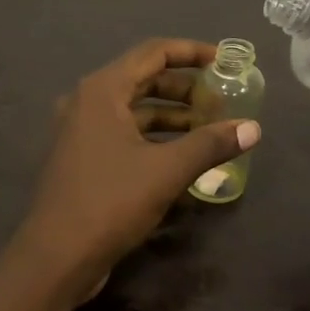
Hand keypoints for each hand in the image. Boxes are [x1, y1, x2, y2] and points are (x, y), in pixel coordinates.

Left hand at [6, 39, 260, 300]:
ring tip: (209, 129)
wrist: (56, 258)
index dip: (192, 52)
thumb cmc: (110, 202)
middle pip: (144, 79)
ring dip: (172, 115)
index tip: (225, 62)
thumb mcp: (167, 170)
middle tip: (221, 101)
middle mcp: (88, 102)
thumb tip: (253, 128)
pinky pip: (125, 133)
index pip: (154, 52)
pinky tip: (183, 156)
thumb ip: (211, 144)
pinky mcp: (83, 158)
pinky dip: (155, 137)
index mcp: (102, 90)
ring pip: (135, 109)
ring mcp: (81, 131)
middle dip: (185, 88)